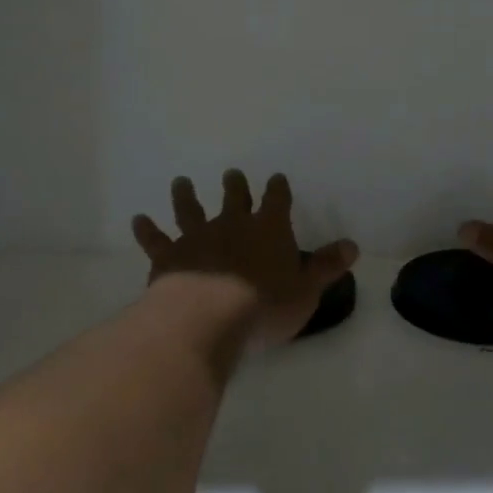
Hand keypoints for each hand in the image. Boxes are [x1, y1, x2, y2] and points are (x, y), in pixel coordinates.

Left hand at [132, 170, 357, 349]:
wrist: (207, 318)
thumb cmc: (265, 306)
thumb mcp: (306, 290)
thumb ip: (327, 266)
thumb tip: (353, 246)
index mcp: (270, 229)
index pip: (277, 201)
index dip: (278, 189)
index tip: (277, 179)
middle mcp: (233, 225)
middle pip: (234, 198)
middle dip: (235, 186)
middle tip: (231, 174)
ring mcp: (197, 238)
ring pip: (190, 209)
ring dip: (186, 195)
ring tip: (181, 182)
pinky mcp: (168, 256)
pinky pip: (155, 239)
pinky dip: (147, 229)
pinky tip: (138, 219)